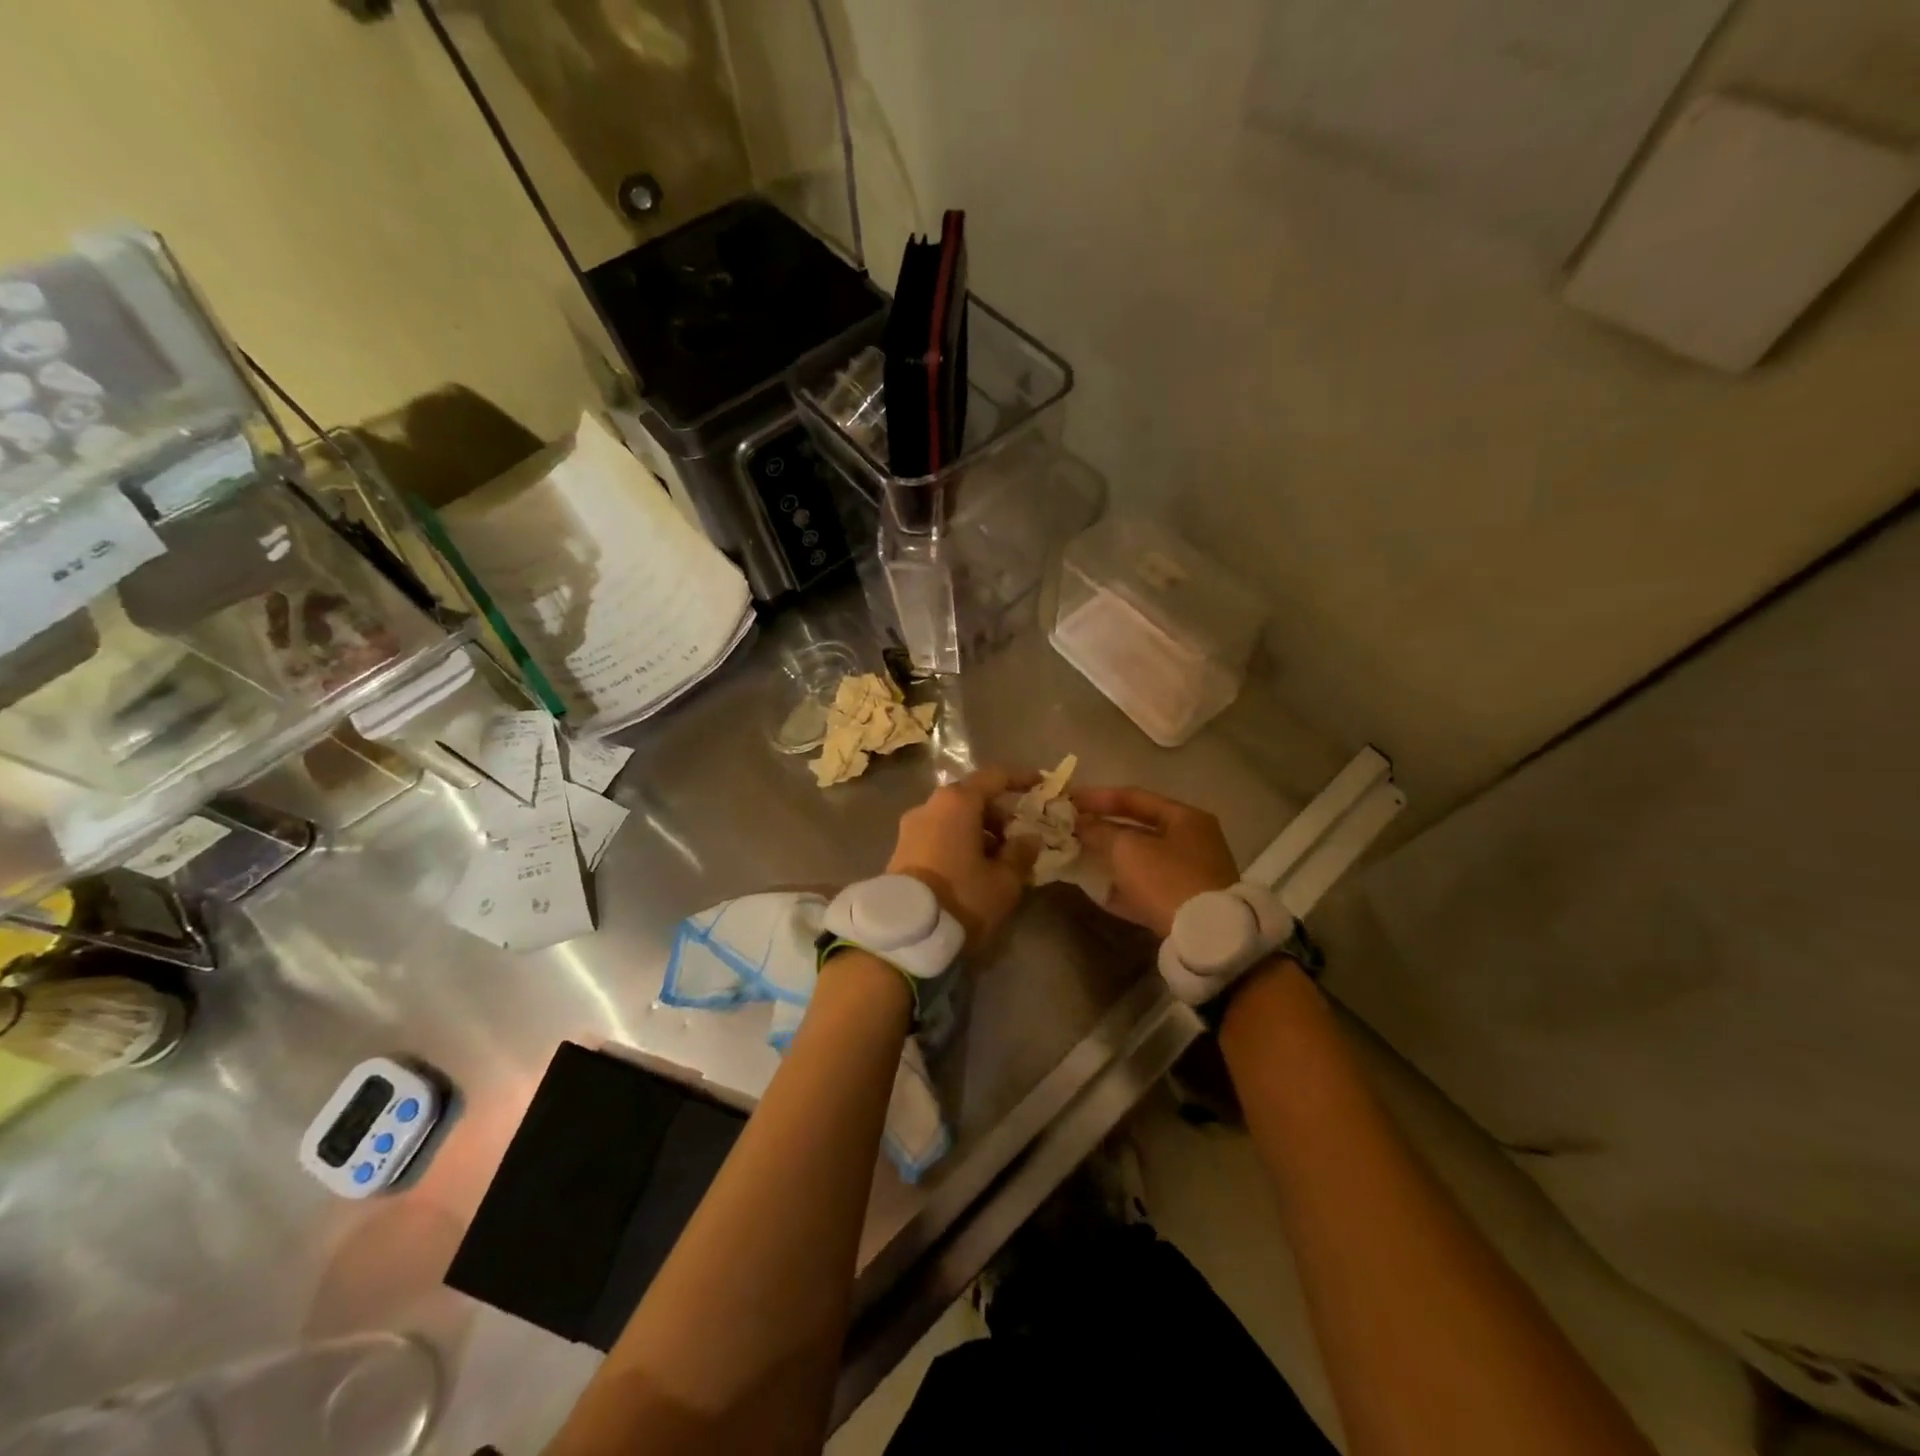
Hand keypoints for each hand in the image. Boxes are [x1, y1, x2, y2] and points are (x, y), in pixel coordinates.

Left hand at [886, 768, 1039, 951]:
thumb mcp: (1004, 881)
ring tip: (999, 860)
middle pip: (971, 798)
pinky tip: (973, 869)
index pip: (994, 777)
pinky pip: (938, 834)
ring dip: (978, 831)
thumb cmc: (962, 897)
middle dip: (998, 813)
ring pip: (953, 818)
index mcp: (957, 802)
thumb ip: (1021, 854)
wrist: (905, 933)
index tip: (1039, 785)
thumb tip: (1028, 838)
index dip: (1020, 779)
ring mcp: (911, 827)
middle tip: (1020, 837)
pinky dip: (959, 841)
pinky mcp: (900, 849)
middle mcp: (930, 805)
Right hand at [1073, 785, 1238, 938]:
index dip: (1097, 797)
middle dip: (1102, 829)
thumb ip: (1100, 832)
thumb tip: (1081, 823)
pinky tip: (1096, 889)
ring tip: (1078, 857)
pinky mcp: (1184, 903)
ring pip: (1141, 859)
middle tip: (1071, 829)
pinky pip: (1146, 886)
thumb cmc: (1167, 880)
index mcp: (1184, 818)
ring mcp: (1191, 874)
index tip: (1068, 801)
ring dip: (1110, 857)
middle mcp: (1192, 841)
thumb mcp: (1127, 849)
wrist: (1206, 937)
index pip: (1134, 797)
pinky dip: (1122, 885)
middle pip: (1138, 828)